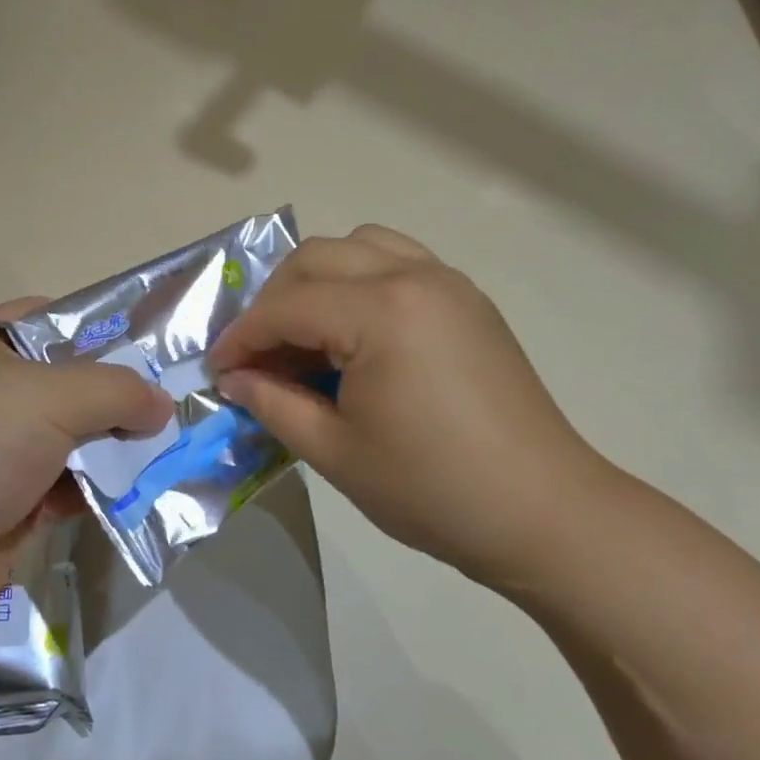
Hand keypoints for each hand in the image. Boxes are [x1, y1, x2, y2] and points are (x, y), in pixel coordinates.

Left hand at [0, 300, 172, 640]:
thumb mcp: (49, 396)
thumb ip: (116, 390)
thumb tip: (161, 404)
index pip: (54, 320)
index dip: (104, 328)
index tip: (156, 344)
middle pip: (73, 382)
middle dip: (122, 393)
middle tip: (178, 401)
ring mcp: (2, 451)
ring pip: (78, 437)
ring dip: (119, 446)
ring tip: (175, 446)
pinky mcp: (14, 502)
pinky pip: (72, 486)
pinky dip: (104, 488)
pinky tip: (146, 490)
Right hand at [208, 226, 619, 585]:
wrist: (542, 513)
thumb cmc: (432, 489)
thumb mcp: (335, 452)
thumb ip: (273, 403)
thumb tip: (234, 377)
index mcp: (382, 311)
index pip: (287, 307)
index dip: (242, 337)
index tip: (217, 370)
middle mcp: (415, 276)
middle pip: (316, 259)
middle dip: (273, 302)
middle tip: (256, 355)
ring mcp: (448, 282)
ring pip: (358, 246)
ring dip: (317, 280)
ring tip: (304, 334)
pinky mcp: (467, 300)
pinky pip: (398, 261)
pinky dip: (360, 280)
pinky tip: (354, 331)